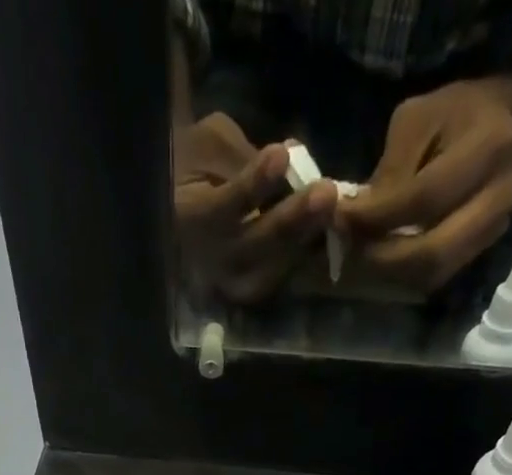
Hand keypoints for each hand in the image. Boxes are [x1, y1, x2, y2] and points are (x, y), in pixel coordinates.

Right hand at [174, 113, 338, 303]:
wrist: (178, 208)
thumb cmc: (193, 165)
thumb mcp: (209, 145)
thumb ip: (242, 157)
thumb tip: (288, 162)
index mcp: (186, 221)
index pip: (220, 208)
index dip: (252, 184)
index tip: (280, 154)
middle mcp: (206, 262)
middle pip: (249, 248)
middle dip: (289, 220)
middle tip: (326, 192)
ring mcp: (226, 284)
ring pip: (267, 272)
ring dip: (303, 242)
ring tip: (333, 211)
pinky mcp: (245, 291)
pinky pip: (277, 280)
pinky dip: (302, 258)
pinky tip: (325, 234)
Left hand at [337, 79, 511, 294]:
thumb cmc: (460, 113)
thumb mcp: (420, 119)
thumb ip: (390, 170)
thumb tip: (353, 218)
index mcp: (487, 147)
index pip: (423, 199)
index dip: (377, 217)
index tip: (341, 219)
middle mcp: (498, 197)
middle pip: (432, 253)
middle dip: (382, 259)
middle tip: (350, 249)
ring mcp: (494, 230)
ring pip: (433, 273)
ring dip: (391, 274)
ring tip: (362, 256)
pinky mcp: (482, 250)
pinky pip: (437, 276)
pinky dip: (405, 275)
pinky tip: (384, 259)